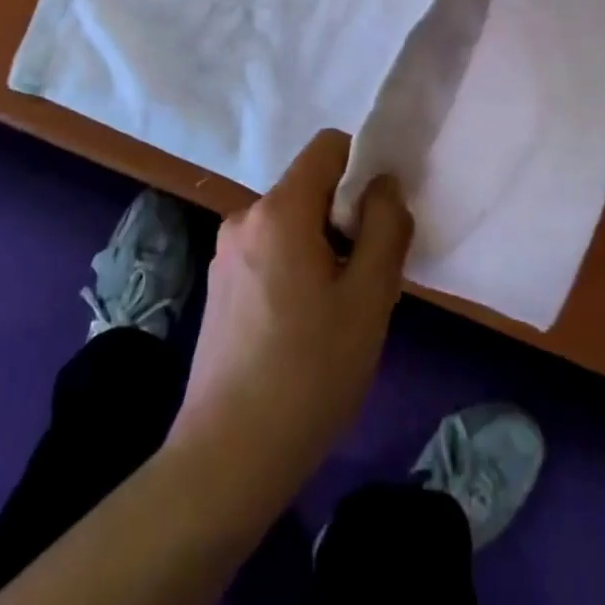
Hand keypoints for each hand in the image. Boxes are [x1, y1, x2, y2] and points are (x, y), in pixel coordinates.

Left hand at [169, 131, 412, 505]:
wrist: (227, 458)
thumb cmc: (309, 373)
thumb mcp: (369, 300)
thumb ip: (386, 228)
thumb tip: (383, 184)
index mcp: (279, 209)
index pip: (328, 146)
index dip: (362, 167)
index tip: (379, 219)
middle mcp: (245, 216)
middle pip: (309, 187)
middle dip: (344, 217)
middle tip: (364, 279)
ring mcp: (225, 252)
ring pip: (290, 223)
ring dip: (321, 247)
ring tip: (335, 312)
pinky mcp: (218, 285)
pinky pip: (268, 251)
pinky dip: (294, 268)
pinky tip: (301, 329)